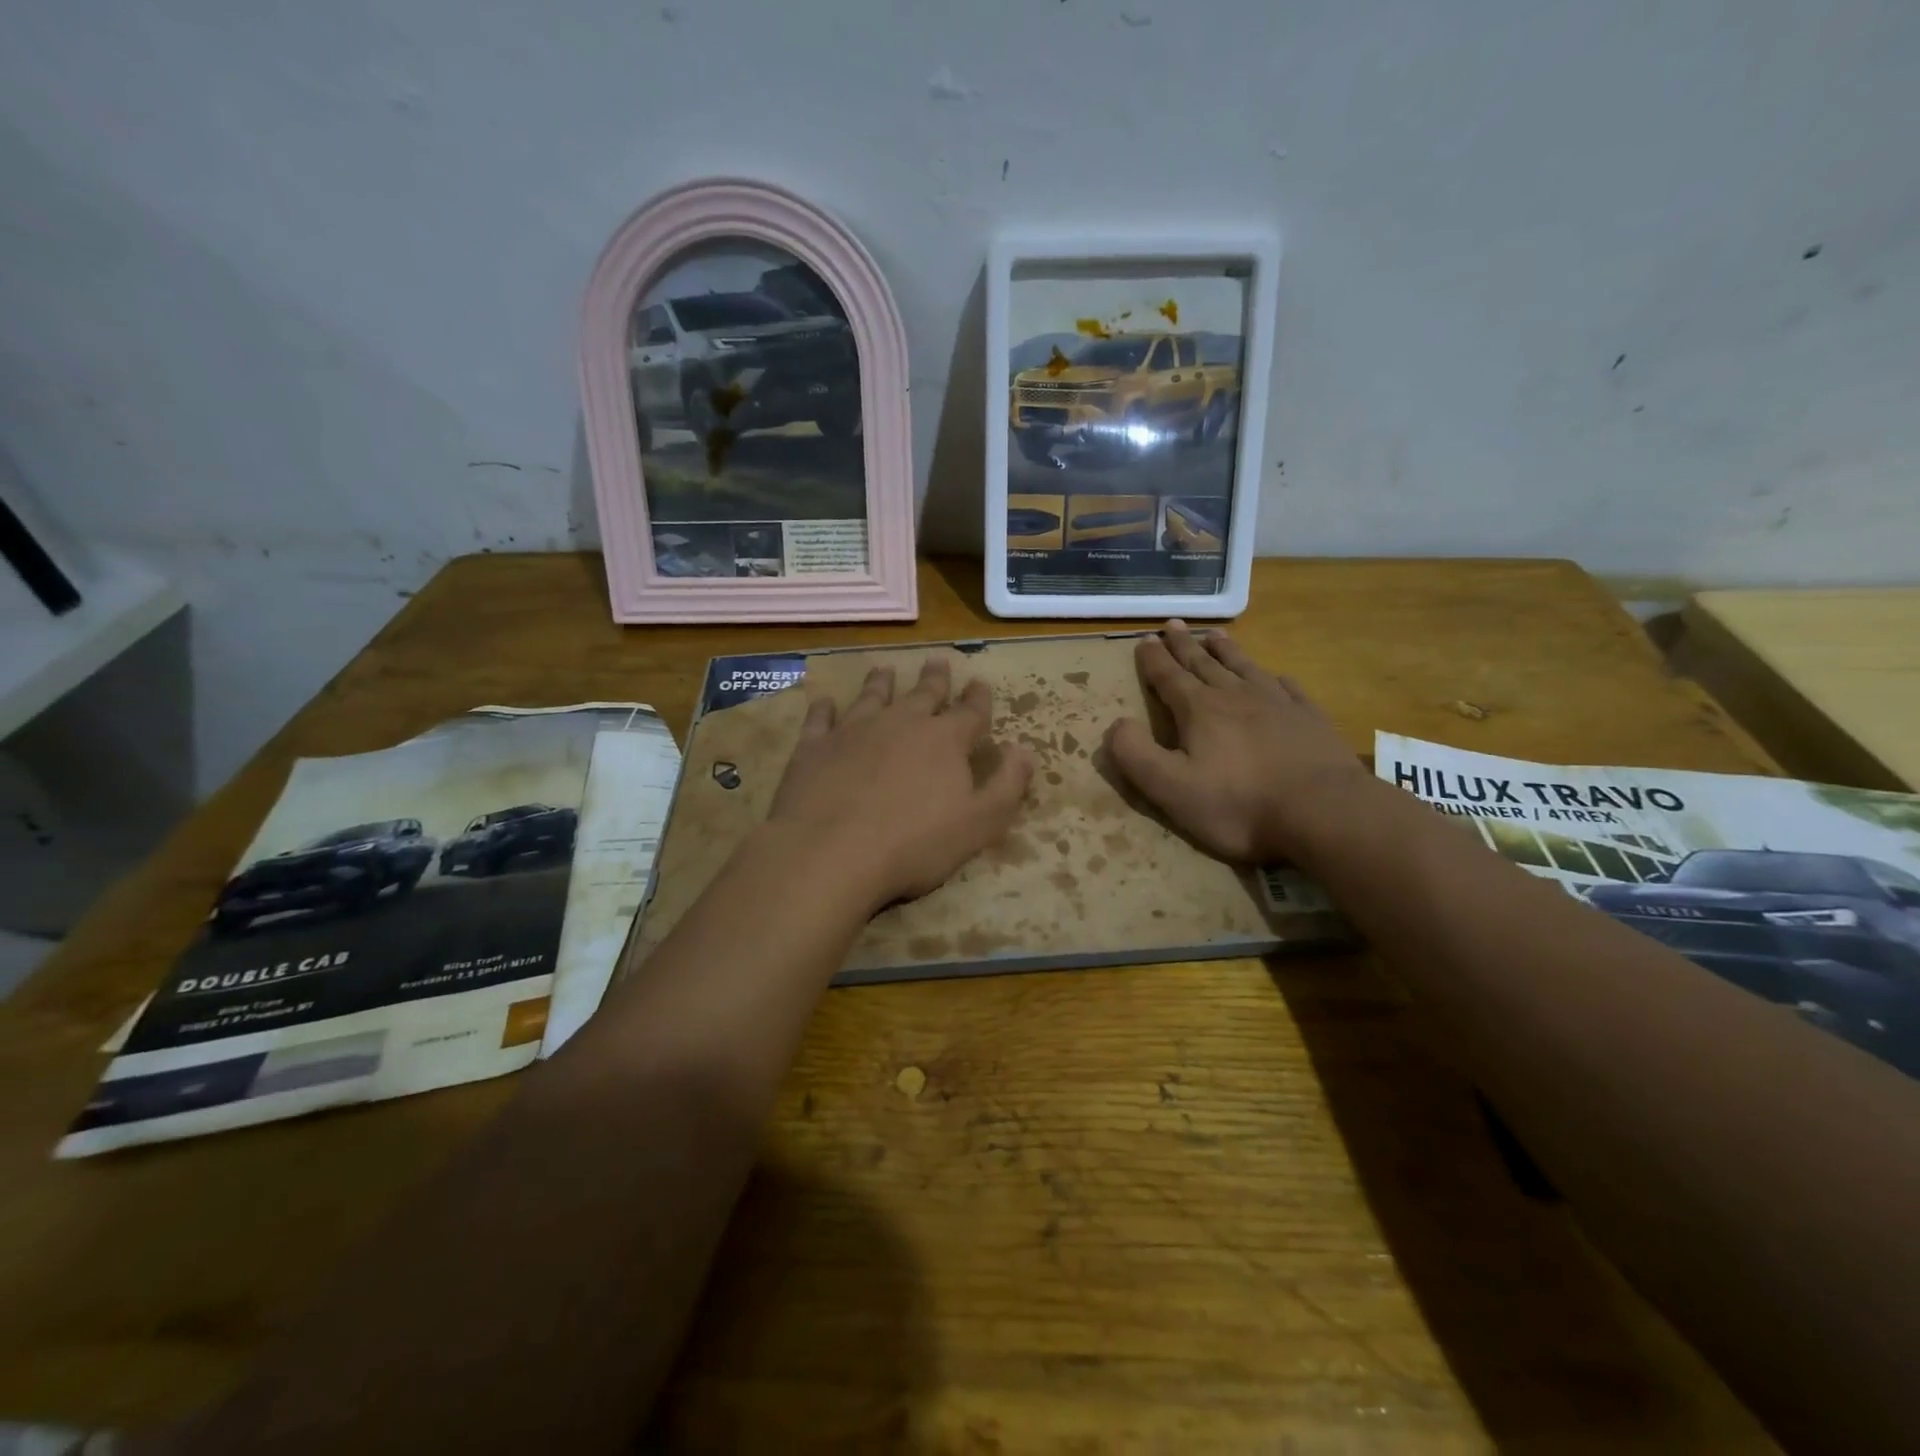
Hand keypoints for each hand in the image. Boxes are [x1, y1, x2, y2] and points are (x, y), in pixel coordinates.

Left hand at [764, 657, 1033, 914]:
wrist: (831, 852)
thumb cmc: (915, 844)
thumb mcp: (980, 823)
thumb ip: (1007, 785)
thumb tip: (1024, 749)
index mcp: (944, 740)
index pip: (970, 712)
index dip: (978, 698)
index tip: (980, 682)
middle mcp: (901, 722)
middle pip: (923, 694)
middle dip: (934, 679)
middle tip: (937, 661)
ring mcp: (854, 730)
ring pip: (872, 697)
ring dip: (881, 683)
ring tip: (884, 669)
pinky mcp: (814, 747)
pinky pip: (820, 718)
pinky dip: (824, 708)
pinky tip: (824, 701)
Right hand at [1105, 621, 1368, 863]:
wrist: (1322, 811)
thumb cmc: (1239, 804)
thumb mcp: (1171, 788)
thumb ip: (1135, 755)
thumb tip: (1115, 725)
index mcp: (1199, 710)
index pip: (1169, 677)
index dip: (1153, 659)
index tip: (1144, 639)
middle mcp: (1235, 696)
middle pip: (1203, 663)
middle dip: (1184, 644)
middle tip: (1173, 624)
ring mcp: (1276, 703)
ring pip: (1243, 666)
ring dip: (1225, 650)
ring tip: (1214, 634)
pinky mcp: (1308, 718)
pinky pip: (1286, 687)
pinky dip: (1272, 676)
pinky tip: (1273, 675)